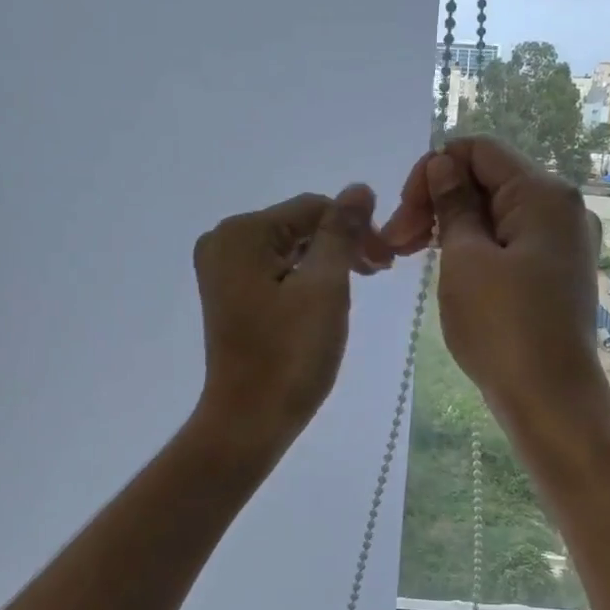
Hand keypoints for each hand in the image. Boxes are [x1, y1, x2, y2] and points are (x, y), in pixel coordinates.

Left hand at [190, 185, 391, 451]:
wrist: (249, 421)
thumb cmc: (290, 355)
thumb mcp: (325, 287)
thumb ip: (342, 232)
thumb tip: (359, 188)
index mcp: (241, 233)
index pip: (313, 208)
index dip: (357, 227)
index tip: (388, 262)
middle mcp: (223, 242)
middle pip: (299, 226)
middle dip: (342, 245)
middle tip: (380, 273)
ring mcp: (222, 270)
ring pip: (290, 249)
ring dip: (327, 262)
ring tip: (360, 287)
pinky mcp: (229, 294)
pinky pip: (275, 270)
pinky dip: (305, 279)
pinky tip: (326, 299)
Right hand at [381, 137, 609, 432]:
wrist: (550, 400)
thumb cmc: (502, 327)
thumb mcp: (464, 259)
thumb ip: (453, 204)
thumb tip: (443, 164)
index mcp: (544, 193)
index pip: (478, 150)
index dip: (432, 171)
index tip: (404, 214)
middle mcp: (562, 207)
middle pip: (487, 180)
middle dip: (436, 201)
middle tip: (396, 243)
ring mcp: (562, 241)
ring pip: (495, 213)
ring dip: (450, 226)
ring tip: (411, 257)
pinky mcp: (556, 271)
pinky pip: (509, 241)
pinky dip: (474, 246)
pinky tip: (448, 269)